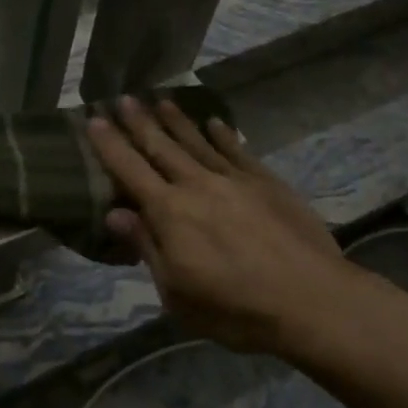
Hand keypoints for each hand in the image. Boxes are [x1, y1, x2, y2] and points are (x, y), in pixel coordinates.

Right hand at [86, 98, 367, 356]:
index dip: (109, 144)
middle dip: (139, 122)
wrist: (314, 302)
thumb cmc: (236, 309)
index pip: (130, 170)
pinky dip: (223, 134)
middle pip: (161, 147)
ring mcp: (234, 179)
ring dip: (176, 120)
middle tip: (122, 98)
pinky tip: (215, 122)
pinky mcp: (266, 182)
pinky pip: (237, 150)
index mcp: (169, 212)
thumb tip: (115, 214)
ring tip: (160, 100)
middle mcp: (197, 185)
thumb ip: (147, 247)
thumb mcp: (177, 293)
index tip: (93, 119)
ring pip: (197, 141)